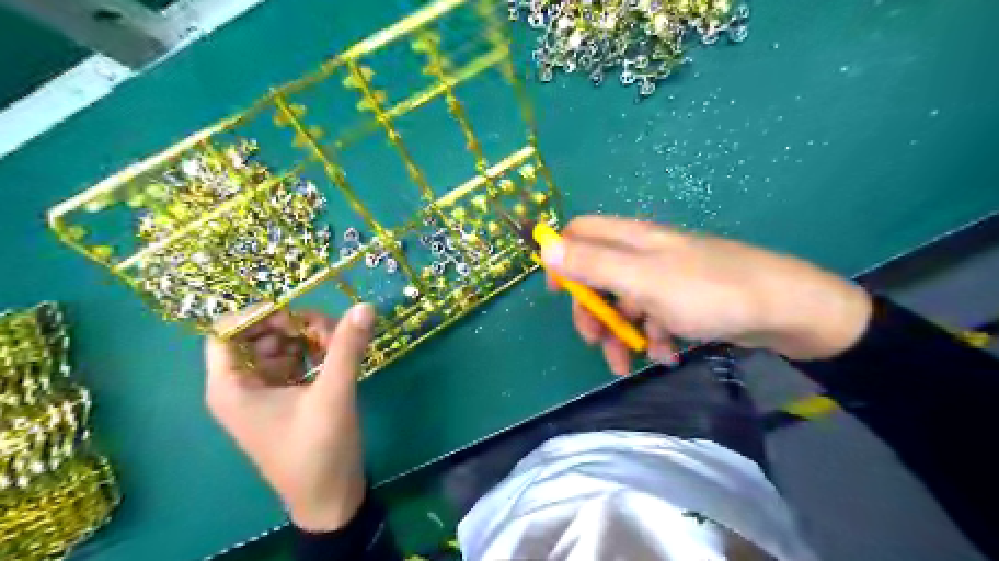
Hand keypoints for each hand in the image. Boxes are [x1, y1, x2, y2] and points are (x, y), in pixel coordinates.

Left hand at [204, 303, 376, 530]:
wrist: (330, 498)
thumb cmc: (318, 450)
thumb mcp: (333, 395)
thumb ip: (347, 348)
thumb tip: (365, 305)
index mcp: (232, 386)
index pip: (226, 331)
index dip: (258, 313)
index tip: (298, 310)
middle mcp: (242, 385)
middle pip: (259, 334)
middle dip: (294, 325)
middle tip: (330, 329)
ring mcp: (265, 391)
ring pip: (280, 346)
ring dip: (308, 337)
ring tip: (339, 342)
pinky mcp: (287, 397)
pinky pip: (295, 361)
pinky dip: (315, 352)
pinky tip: (338, 355)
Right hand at [540, 216, 876, 373]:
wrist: (785, 310)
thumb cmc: (708, 291)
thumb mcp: (642, 279)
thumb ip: (593, 263)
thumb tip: (546, 246)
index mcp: (631, 239)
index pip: (580, 233)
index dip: (562, 258)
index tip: (556, 292)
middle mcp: (643, 253)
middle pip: (598, 275)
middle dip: (592, 310)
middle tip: (594, 341)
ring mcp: (664, 278)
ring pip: (624, 302)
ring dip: (621, 333)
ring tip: (629, 365)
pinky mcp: (683, 300)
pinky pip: (653, 317)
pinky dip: (652, 337)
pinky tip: (666, 355)